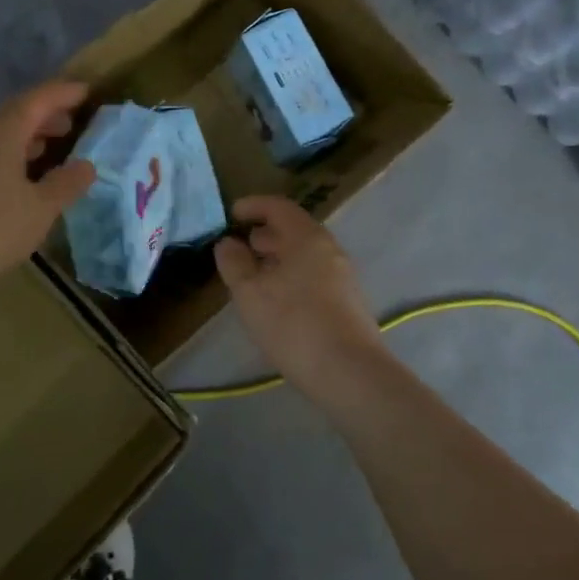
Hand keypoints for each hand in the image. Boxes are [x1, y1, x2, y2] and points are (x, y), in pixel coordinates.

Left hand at [0, 81, 96, 294]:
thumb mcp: (41, 208)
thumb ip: (66, 184)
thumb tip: (86, 165)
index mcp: (2, 135)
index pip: (35, 101)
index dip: (61, 93)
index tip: (85, 91)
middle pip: (13, 116)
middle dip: (43, 117)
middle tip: (69, 125)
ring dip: (24, 140)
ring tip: (46, 152)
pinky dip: (6, 159)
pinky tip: (14, 183)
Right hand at [213, 196, 388, 399]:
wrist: (351, 373)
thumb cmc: (294, 325)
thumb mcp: (250, 294)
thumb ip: (235, 263)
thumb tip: (228, 243)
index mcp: (307, 238)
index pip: (279, 207)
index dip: (253, 206)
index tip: (231, 214)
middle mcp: (330, 250)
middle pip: (295, 230)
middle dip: (265, 234)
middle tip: (240, 247)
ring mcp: (343, 276)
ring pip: (305, 255)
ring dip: (278, 258)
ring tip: (254, 276)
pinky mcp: (348, 302)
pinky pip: (314, 275)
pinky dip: (292, 275)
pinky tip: (278, 301)